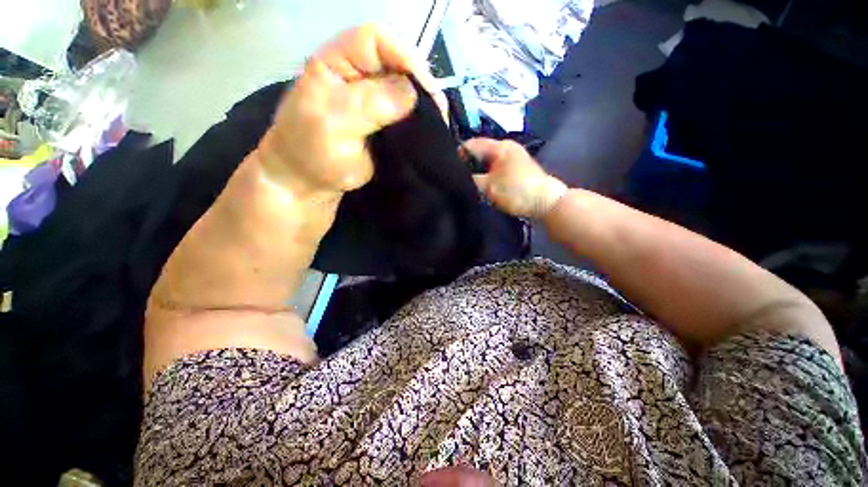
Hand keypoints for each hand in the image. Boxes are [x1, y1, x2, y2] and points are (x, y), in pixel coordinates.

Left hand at [256, 25, 444, 198]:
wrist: (311, 181)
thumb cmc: (312, 153)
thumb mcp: (334, 125)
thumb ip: (368, 105)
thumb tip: (412, 93)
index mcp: (337, 63)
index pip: (375, 40)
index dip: (403, 56)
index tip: (424, 88)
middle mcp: (359, 75)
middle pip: (397, 63)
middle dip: (420, 84)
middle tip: (438, 111)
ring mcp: (374, 99)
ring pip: (407, 89)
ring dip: (425, 103)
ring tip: (439, 122)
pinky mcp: (384, 122)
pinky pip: (408, 114)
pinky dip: (421, 120)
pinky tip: (431, 130)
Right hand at [463, 138, 567, 218]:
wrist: (546, 202)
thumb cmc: (516, 191)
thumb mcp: (489, 187)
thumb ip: (471, 180)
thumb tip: (457, 178)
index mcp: (499, 147)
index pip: (471, 144)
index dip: (457, 155)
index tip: (448, 169)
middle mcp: (506, 148)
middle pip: (479, 153)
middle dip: (467, 165)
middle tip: (456, 179)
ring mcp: (512, 159)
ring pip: (487, 162)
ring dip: (477, 172)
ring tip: (466, 184)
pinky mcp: (515, 170)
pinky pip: (495, 169)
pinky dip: (487, 176)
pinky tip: (481, 186)